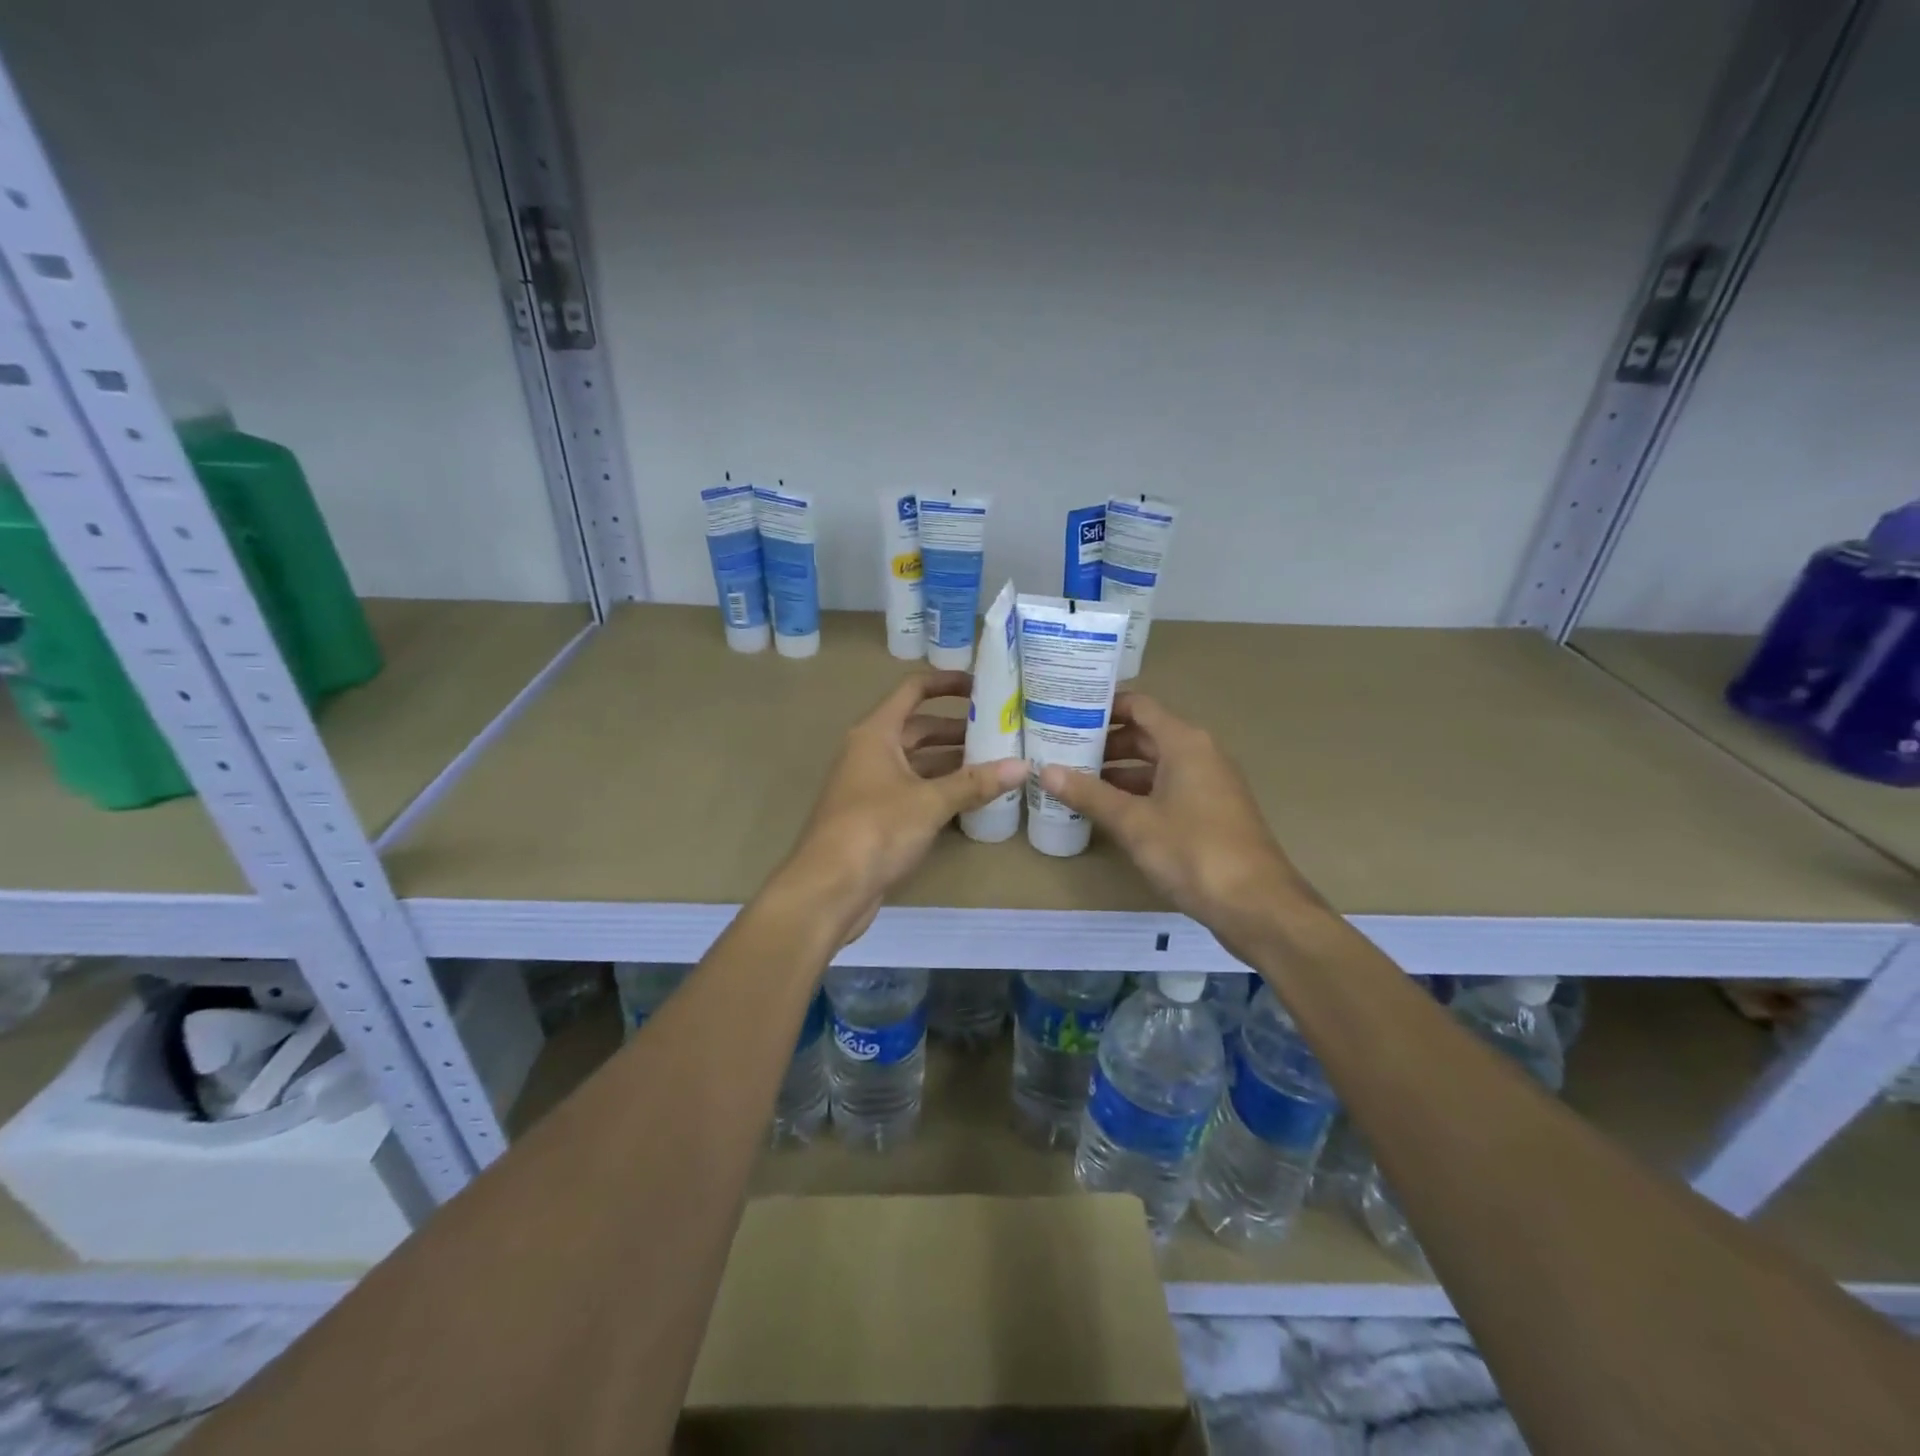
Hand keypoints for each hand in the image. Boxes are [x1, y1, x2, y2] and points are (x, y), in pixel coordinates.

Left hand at [783, 671, 1026, 939]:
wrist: (828, 889)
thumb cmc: (875, 830)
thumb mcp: (930, 802)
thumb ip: (975, 783)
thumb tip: (1023, 766)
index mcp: (876, 734)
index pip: (913, 690)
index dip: (946, 683)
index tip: (983, 686)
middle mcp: (870, 752)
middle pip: (918, 729)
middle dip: (958, 730)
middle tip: (1001, 732)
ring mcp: (871, 786)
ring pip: (918, 763)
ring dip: (952, 763)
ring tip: (996, 764)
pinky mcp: (876, 817)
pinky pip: (914, 791)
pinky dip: (940, 790)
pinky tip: (972, 799)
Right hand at [1040, 692, 1320, 958]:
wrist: (1257, 905)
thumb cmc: (1193, 852)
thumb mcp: (1133, 822)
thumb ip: (1089, 794)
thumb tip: (1045, 770)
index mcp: (1185, 743)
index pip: (1138, 706)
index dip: (1102, 707)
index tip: (1065, 712)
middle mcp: (1200, 754)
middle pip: (1145, 735)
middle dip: (1104, 743)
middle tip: (1061, 751)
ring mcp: (1208, 784)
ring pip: (1156, 765)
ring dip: (1118, 772)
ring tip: (1075, 783)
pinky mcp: (1211, 813)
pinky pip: (1167, 789)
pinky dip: (1137, 794)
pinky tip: (1109, 812)